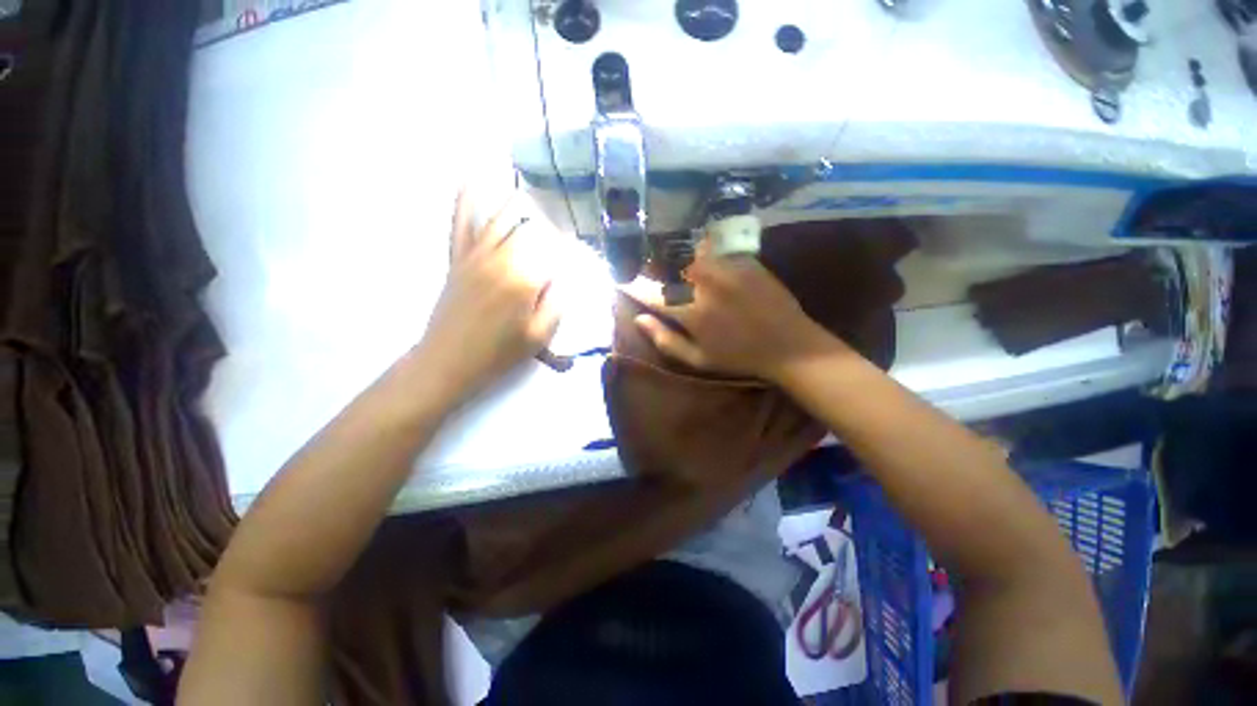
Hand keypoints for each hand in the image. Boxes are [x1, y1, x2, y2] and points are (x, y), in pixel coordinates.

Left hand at [416, 190, 560, 403]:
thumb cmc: (499, 353)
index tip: (577, 252)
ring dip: (520, 206)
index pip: (555, 250)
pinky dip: (467, 199)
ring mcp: (475, 253)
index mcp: (525, 278)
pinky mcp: (457, 257)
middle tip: (559, 242)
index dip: (569, 248)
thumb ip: (558, 301)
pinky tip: (473, 178)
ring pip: (502, 217)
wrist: (448, 361)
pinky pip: (462, 222)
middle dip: (550, 230)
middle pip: (532, 229)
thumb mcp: (540, 336)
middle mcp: (501, 257)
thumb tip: (567, 276)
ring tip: (534, 200)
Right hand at [624, 252, 844, 381]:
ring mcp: (723, 266)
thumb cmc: (739, 357)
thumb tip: (639, 319)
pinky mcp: (741, 258)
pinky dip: (697, 248)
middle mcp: (702, 282)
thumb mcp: (698, 360)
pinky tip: (694, 252)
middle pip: (665, 264)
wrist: (789, 344)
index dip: (631, 284)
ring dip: (671, 254)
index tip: (620, 280)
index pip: (648, 291)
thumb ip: (665, 340)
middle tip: (642, 267)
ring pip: (686, 250)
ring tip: (665, 257)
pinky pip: (711, 246)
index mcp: (689, 310)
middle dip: (649, 265)